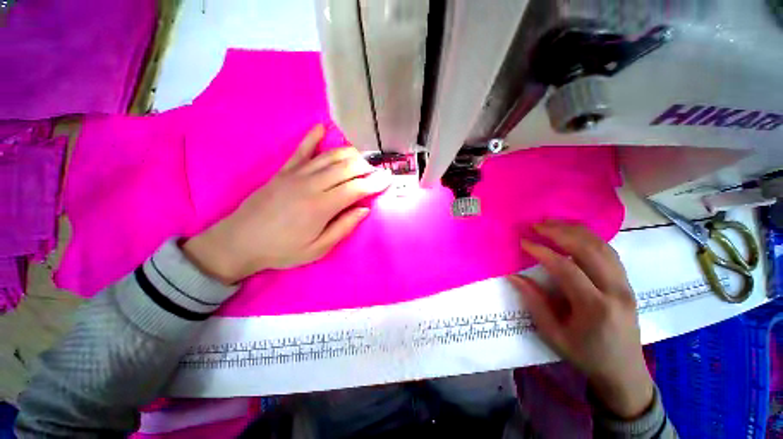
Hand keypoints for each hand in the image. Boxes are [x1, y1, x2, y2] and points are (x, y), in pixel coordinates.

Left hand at [183, 124, 391, 283]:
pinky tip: (322, 127)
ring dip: (349, 154)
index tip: (388, 179)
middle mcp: (311, 184)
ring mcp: (296, 174)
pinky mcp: (283, 171)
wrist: (240, 241)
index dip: (374, 183)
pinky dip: (312, 137)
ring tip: (363, 156)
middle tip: (379, 169)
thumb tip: (364, 209)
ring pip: (330, 157)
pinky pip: (301, 150)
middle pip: (346, 168)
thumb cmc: (283, 250)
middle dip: (367, 167)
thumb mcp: (318, 249)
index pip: (356, 188)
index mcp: (322, 206)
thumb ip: (344, 227)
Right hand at [507, 220, 653, 419]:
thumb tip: (515, 276)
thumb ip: (535, 302)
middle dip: (560, 232)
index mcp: (595, 307)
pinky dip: (590, 238)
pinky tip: (575, 234)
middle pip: (589, 250)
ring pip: (602, 247)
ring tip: (553, 223)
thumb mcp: (553, 334)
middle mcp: (615, 290)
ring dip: (576, 231)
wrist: (624, 371)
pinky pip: (609, 252)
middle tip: (537, 225)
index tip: (524, 242)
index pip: (567, 268)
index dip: (542, 252)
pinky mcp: (627, 283)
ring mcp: (625, 285)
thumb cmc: (585, 356)